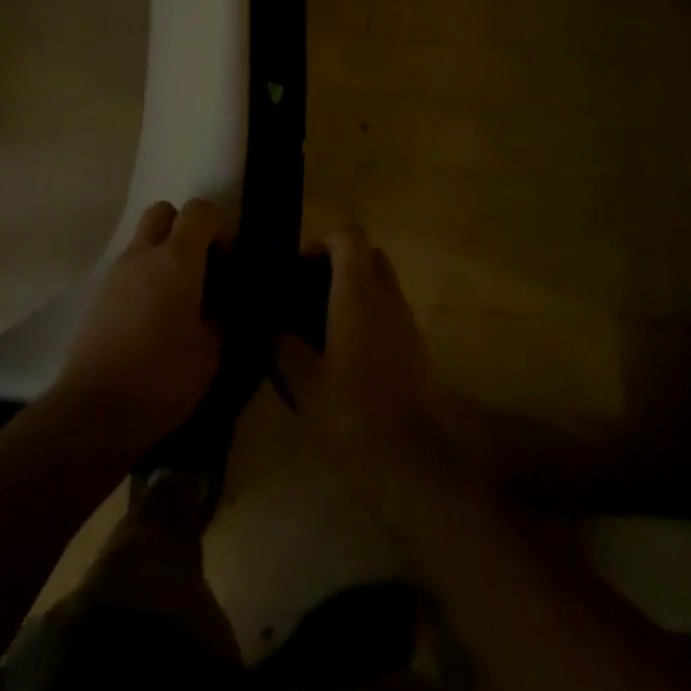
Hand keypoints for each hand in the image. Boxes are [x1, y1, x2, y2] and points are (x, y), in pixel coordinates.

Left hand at [49, 199, 227, 455]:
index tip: (229, 259)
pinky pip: (128, 269)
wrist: (93, 411)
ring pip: (143, 240)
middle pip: (164, 211)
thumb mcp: (211, 353)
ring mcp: (116, 272)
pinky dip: (145, 277)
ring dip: (163, 254)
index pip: (201, 210)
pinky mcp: (99, 295)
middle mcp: (144, 254)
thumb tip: (224, 304)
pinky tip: (153, 318)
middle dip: (185, 228)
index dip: (221, 225)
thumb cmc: (162, 378)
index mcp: (177, 259)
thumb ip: (222, 317)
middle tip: (201, 266)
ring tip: (179, 299)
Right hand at [279, 228, 456, 505]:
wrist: (418, 455)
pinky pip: (389, 309)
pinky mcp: (416, 344)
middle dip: (340, 262)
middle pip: (368, 253)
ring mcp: (405, 319)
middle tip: (311, 291)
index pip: (349, 236)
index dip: (323, 240)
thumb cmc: (355, 412)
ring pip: (381, 281)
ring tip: (324, 324)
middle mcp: (385, 295)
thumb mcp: (304, 383)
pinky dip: (369, 313)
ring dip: (355, 288)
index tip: (300, 266)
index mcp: (356, 293)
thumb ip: (284, 347)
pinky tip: (347, 350)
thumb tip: (273, 328)